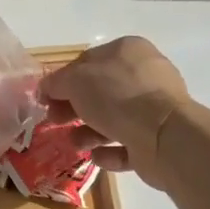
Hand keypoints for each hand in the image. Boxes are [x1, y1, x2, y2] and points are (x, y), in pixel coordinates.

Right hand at [42, 37, 188, 185]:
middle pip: (100, 92)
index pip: (88, 61)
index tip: (46, 99)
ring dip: (89, 132)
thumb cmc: (117, 96)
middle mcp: (145, 75)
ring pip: (114, 119)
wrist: (163, 136)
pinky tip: (97, 157)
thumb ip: (56, 82)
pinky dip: (110, 152)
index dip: (63, 79)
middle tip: (55, 121)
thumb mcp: (75, 81)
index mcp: (128, 51)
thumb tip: (46, 88)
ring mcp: (155, 109)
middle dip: (74, 108)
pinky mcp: (158, 139)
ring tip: (75, 144)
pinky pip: (128, 145)